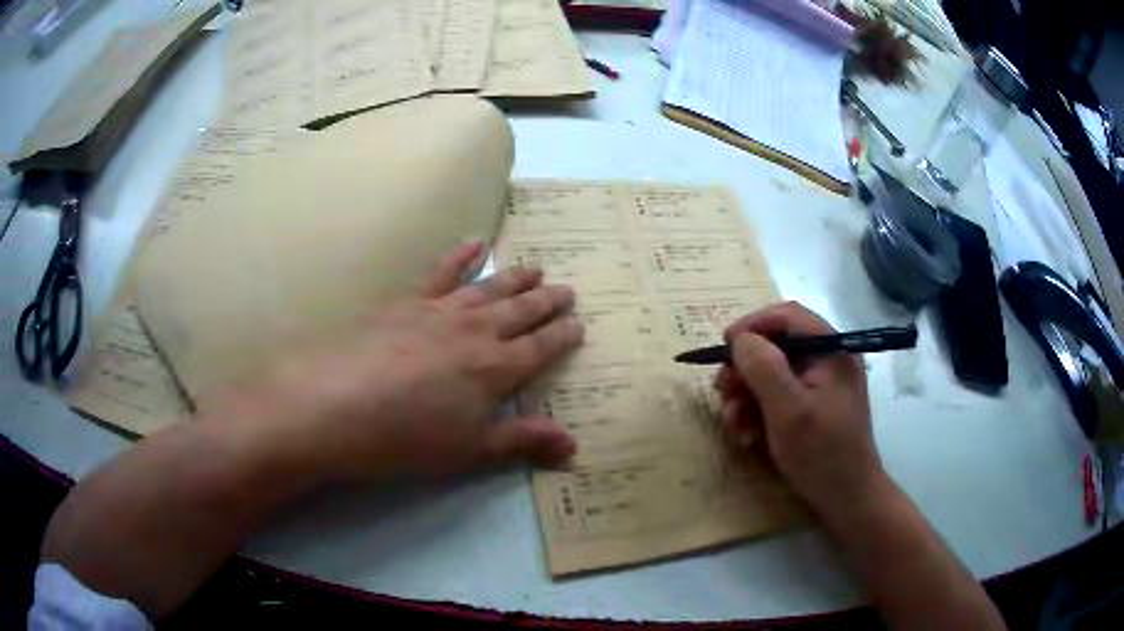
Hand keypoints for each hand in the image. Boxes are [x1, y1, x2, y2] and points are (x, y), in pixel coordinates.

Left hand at [215, 242, 583, 482]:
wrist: (335, 404)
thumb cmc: (407, 438)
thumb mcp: (470, 450)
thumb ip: (523, 441)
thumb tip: (574, 445)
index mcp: (496, 369)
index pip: (541, 348)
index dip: (562, 336)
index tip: (579, 323)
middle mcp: (476, 331)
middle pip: (521, 311)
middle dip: (547, 302)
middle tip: (567, 290)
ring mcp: (440, 310)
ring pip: (489, 287)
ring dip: (515, 278)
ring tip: (536, 268)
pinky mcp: (406, 300)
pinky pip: (441, 271)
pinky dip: (461, 256)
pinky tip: (474, 244)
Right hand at [714, 302, 883, 516]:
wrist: (846, 499)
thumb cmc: (821, 453)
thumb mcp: (788, 410)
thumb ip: (763, 367)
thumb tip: (740, 339)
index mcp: (831, 349)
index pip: (787, 316)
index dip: (752, 326)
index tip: (724, 348)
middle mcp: (827, 359)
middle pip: (777, 345)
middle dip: (746, 367)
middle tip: (723, 390)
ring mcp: (821, 384)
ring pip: (773, 373)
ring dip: (748, 394)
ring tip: (735, 422)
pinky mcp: (813, 407)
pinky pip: (779, 396)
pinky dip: (759, 410)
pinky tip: (749, 434)